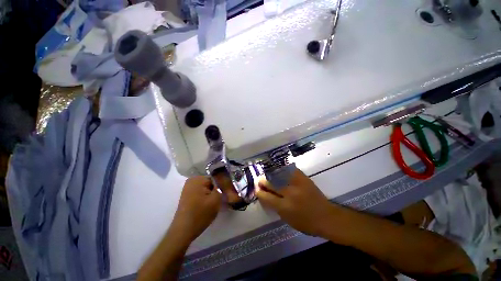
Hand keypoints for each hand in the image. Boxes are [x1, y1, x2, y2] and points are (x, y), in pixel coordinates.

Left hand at [170, 176, 221, 242]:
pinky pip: (202, 192)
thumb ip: (222, 188)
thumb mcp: (216, 200)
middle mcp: (192, 180)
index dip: (223, 186)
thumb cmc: (200, 214)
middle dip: (218, 190)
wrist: (183, 231)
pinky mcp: (188, 195)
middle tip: (223, 200)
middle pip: (212, 182)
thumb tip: (227, 182)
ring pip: (208, 188)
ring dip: (213, 194)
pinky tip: (209, 206)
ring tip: (216, 204)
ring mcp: (189, 188)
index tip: (227, 194)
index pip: (217, 178)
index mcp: (198, 179)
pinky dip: (207, 197)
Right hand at [256, 168, 333, 236]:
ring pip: (279, 175)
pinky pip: (290, 170)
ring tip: (267, 174)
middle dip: (263, 181)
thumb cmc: (306, 223)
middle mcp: (289, 193)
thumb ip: (276, 207)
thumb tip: (266, 196)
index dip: (260, 192)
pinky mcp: (303, 178)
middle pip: (271, 183)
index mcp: (284, 207)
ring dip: (271, 175)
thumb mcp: (288, 220)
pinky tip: (279, 170)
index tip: (257, 189)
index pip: (267, 197)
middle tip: (259, 180)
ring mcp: (297, 184)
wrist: (326, 217)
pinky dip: (283, 170)